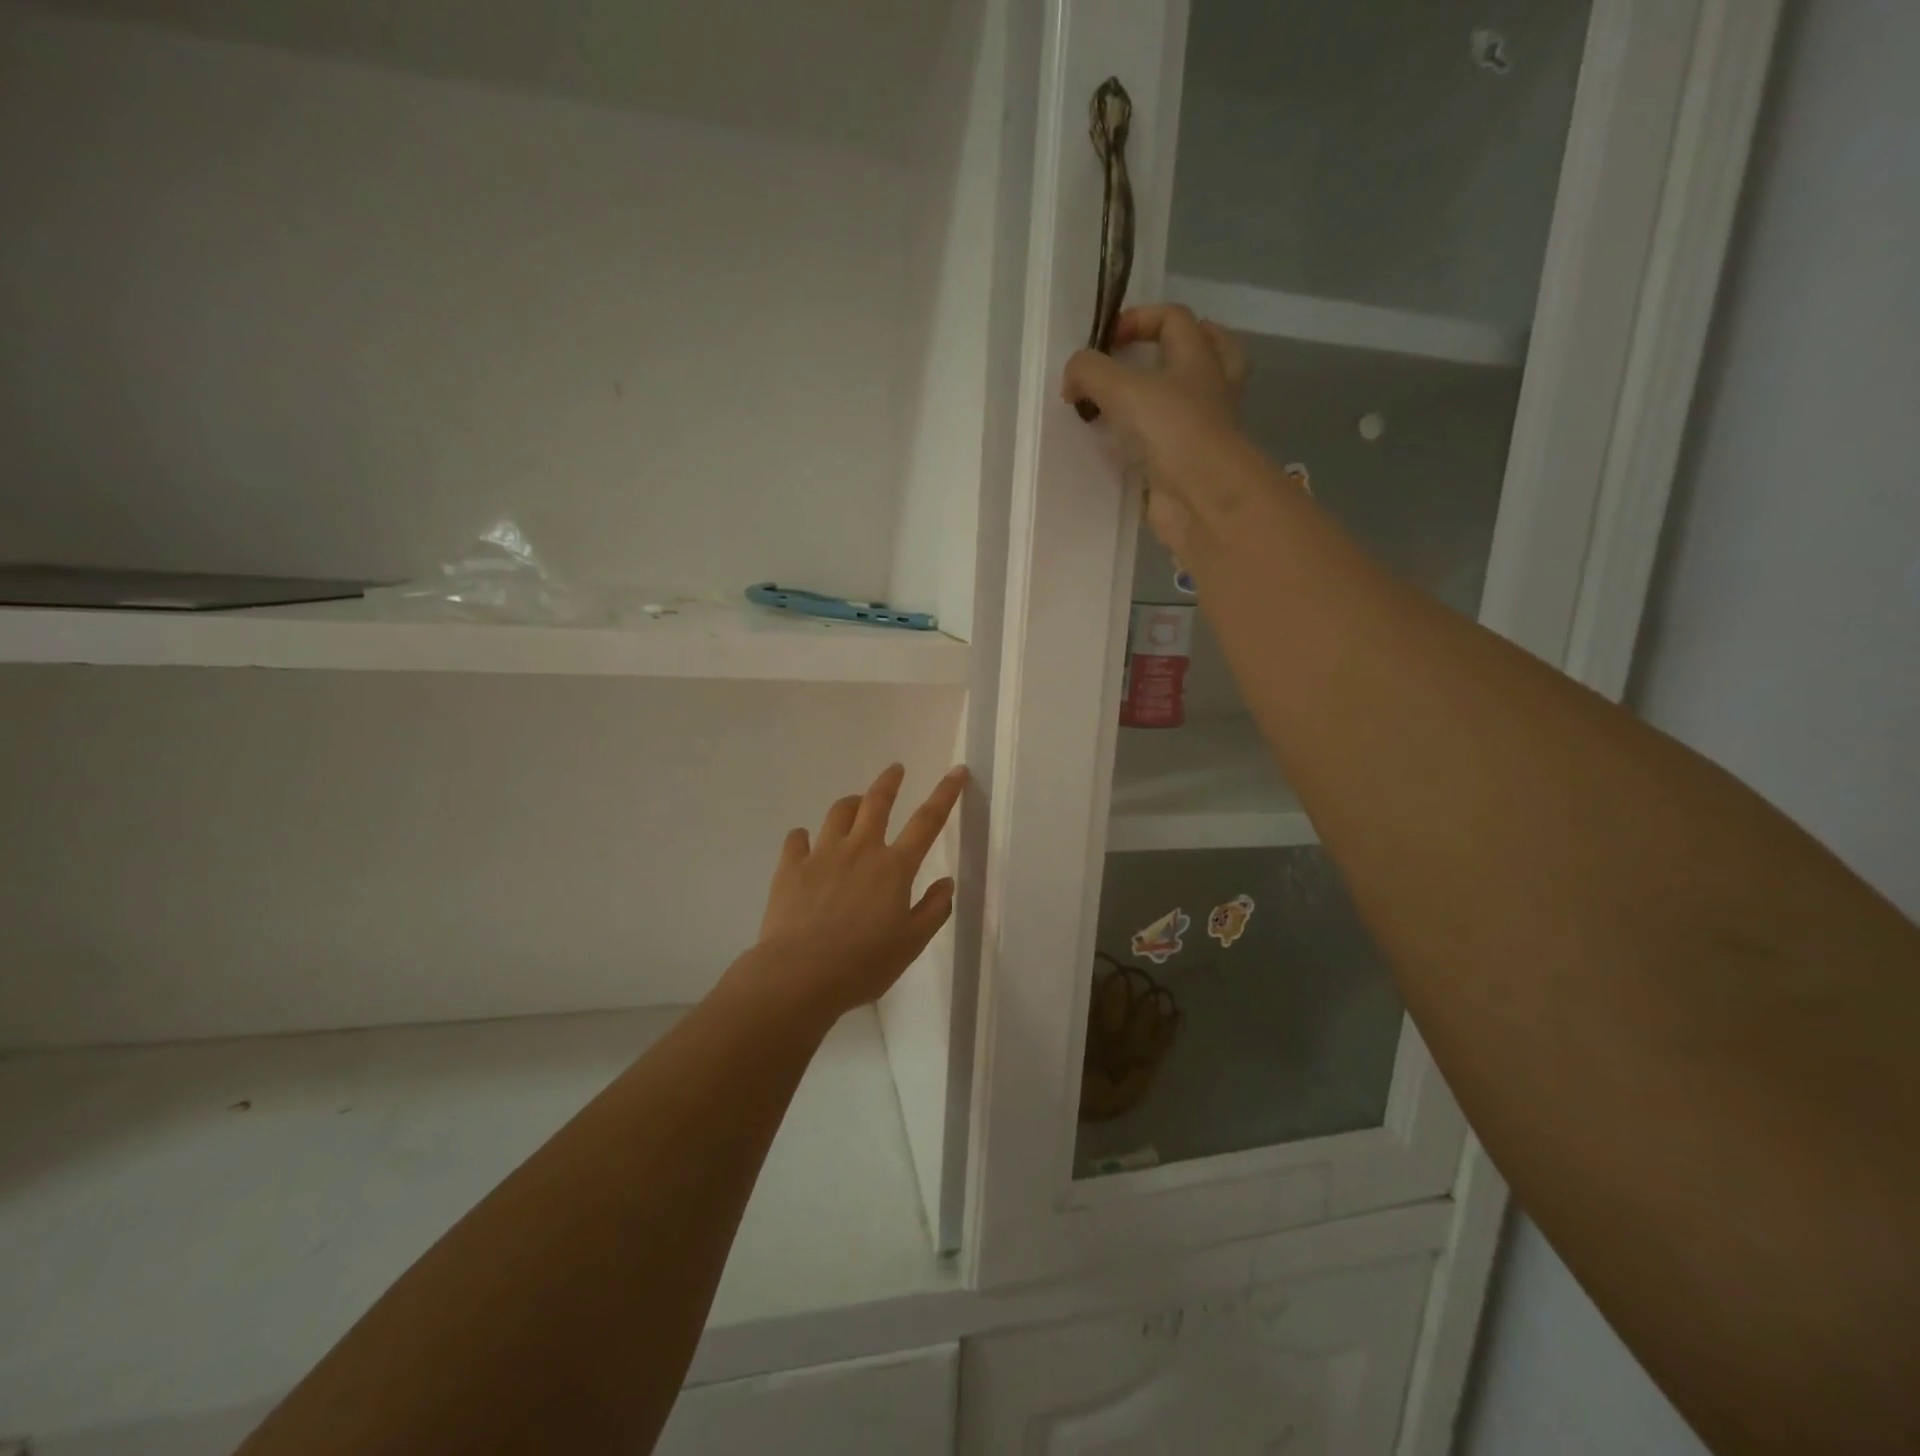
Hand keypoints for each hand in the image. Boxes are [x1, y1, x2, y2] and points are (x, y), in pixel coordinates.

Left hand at [748, 763, 967, 1022]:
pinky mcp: (790, 868)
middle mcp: (860, 850)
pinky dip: (804, 837)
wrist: (799, 975)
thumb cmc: (863, 964)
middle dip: (889, 782)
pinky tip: (805, 844)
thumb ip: (934, 910)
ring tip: (854, 805)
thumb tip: (946, 882)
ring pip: (838, 813)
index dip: (945, 793)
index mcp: (894, 867)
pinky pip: (797, 839)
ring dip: (850, 804)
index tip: (957, 771)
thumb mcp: (911, 944)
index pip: (927, 821)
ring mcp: (822, 855)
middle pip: (877, 803)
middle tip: (895, 770)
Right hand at [1061, 304, 1250, 557]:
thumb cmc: (1172, 430)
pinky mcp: (1186, 467)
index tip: (1103, 342)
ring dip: (1159, 400)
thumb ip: (1089, 372)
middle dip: (1176, 349)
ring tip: (1123, 406)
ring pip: (1187, 403)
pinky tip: (1118, 449)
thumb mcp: (1122, 388)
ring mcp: (1201, 432)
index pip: (1174, 319)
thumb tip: (1072, 379)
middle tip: (1143, 358)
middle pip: (1207, 353)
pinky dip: (1145, 444)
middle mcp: (1208, 390)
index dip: (1139, 319)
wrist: (1202, 498)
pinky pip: (1166, 446)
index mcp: (1198, 359)